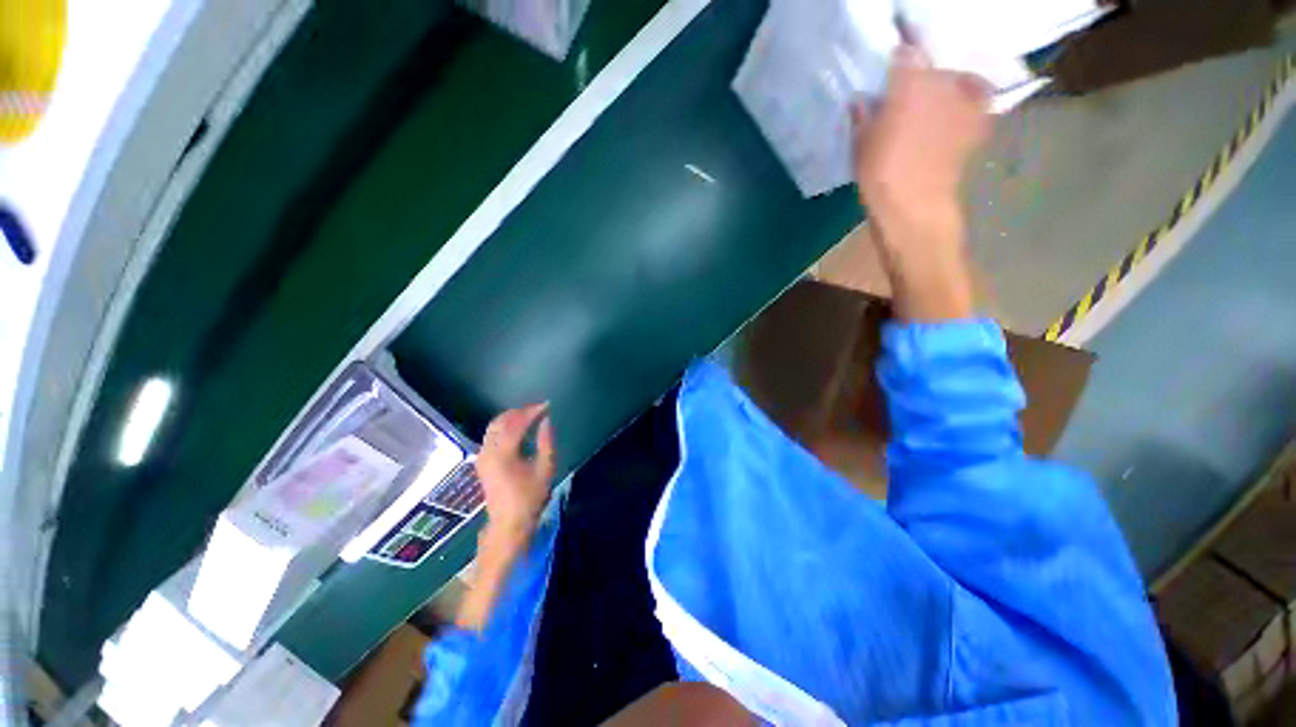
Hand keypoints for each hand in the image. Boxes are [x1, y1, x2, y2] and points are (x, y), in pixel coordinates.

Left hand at [477, 403, 555, 543]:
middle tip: (539, 409)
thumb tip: (546, 420)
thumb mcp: (545, 469)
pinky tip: (519, 428)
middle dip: (520, 411)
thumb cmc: (530, 497)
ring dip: (512, 417)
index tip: (546, 405)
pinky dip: (505, 426)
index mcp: (503, 454)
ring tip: (531, 415)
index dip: (532, 411)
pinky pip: (492, 435)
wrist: (509, 523)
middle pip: (501, 421)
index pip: (516, 423)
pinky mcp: (482, 461)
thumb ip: (546, 441)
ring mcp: (482, 456)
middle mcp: (488, 451)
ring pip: (494, 426)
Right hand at [853, 42, 991, 232]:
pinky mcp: (979, 117)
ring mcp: (965, 96)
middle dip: (922, 69)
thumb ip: (863, 114)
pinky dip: (970, 95)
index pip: (905, 49)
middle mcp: (942, 79)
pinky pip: (977, 94)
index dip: (898, 51)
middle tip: (910, 84)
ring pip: (956, 75)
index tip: (890, 58)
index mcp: (908, 81)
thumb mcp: (860, 143)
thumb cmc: (880, 174)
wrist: (915, 204)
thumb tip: (863, 99)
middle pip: (933, 61)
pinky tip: (959, 104)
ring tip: (935, 94)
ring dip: (946, 81)